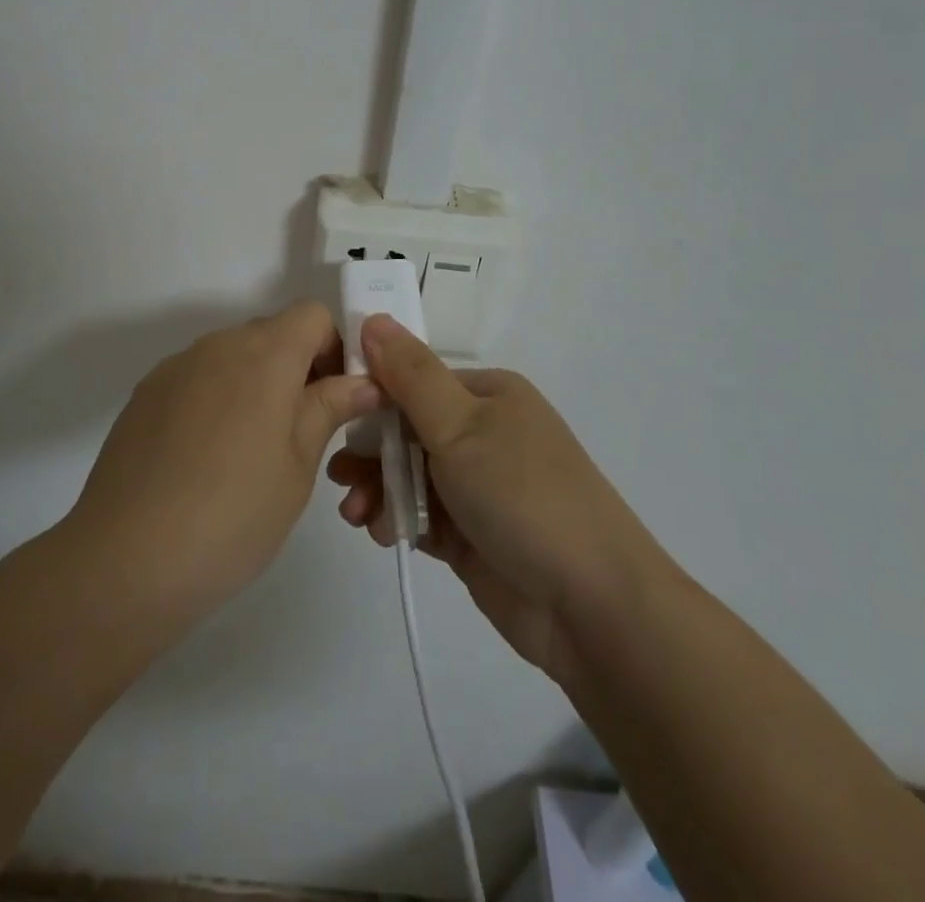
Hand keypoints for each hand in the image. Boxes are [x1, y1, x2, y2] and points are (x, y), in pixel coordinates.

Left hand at [68, 301, 380, 625]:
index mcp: (265, 354)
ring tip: (249, 453)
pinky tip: (205, 459)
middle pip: (272, 333)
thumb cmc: (233, 513)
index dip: (334, 348)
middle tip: (301, 432)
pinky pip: (197, 378)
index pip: (312, 314)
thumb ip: (329, 408)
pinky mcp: (145, 394)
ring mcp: (176, 367)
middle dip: (297, 368)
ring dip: (255, 384)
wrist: (126, 558)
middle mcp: (218, 344)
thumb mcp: (298, 465)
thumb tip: (363, 382)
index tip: (336, 399)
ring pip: (233, 356)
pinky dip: (215, 399)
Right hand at [327, 314, 645, 685]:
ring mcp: (478, 486)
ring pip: (409, 475)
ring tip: (356, 514)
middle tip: (338, 477)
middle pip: (407, 431)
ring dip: (377, 489)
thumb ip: (410, 375)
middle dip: (369, 453)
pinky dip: (396, 520)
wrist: (592, 606)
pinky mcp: (471, 534)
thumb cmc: (522, 496)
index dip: (372, 398)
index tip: (332, 418)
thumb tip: (373, 318)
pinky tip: (379, 533)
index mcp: (487, 395)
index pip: (414, 382)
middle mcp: (483, 433)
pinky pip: (420, 515)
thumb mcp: (461, 426)